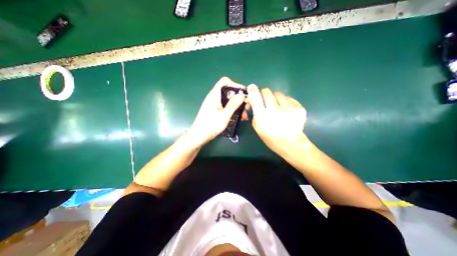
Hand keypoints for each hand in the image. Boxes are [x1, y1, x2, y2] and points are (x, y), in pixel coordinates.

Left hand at [186, 77, 248, 146]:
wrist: (199, 136)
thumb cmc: (211, 125)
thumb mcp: (225, 115)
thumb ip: (233, 104)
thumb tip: (242, 94)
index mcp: (214, 95)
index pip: (224, 81)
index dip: (235, 85)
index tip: (243, 93)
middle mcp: (214, 97)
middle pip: (228, 91)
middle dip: (238, 97)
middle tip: (247, 106)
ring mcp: (214, 104)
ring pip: (227, 100)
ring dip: (237, 105)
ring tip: (244, 114)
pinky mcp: (214, 110)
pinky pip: (225, 106)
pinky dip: (232, 109)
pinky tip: (238, 117)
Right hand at [247, 84, 306, 155]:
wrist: (290, 143)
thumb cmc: (270, 136)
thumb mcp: (257, 126)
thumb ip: (254, 111)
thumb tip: (252, 99)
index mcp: (262, 116)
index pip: (255, 96)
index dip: (253, 90)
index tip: (252, 87)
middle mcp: (275, 110)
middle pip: (267, 91)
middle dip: (264, 94)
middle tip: (265, 100)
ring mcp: (289, 108)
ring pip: (278, 94)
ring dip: (275, 98)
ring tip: (277, 107)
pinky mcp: (299, 108)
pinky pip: (288, 98)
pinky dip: (285, 102)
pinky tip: (286, 111)